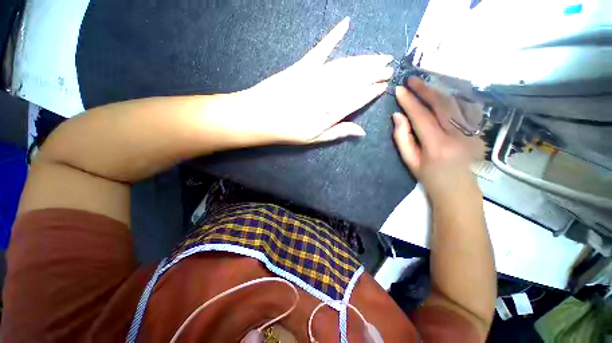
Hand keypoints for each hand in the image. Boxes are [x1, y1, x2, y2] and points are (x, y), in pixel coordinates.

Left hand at [238, 17, 392, 143]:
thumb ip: (338, 132)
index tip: (385, 85)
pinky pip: (321, 49)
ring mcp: (315, 76)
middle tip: (390, 67)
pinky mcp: (303, 66)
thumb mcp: (314, 139)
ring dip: (365, 60)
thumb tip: (361, 131)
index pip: (358, 98)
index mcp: (330, 112)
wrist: (259, 117)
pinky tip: (345, 23)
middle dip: (375, 72)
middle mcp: (327, 92)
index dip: (372, 91)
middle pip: (356, 80)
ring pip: (346, 65)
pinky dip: (333, 35)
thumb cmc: (287, 131)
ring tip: (380, 56)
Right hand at [392, 77, 481, 199]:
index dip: (409, 102)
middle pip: (442, 104)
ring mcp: (471, 131)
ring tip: (424, 85)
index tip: (399, 90)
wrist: (458, 189)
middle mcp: (457, 135)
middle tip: (412, 80)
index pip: (421, 116)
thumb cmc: (429, 177)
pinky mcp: (477, 130)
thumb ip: (402, 137)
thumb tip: (397, 116)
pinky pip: (464, 108)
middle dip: (425, 89)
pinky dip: (452, 98)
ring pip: (455, 103)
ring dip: (438, 91)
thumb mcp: (410, 161)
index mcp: (437, 145)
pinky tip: (442, 95)